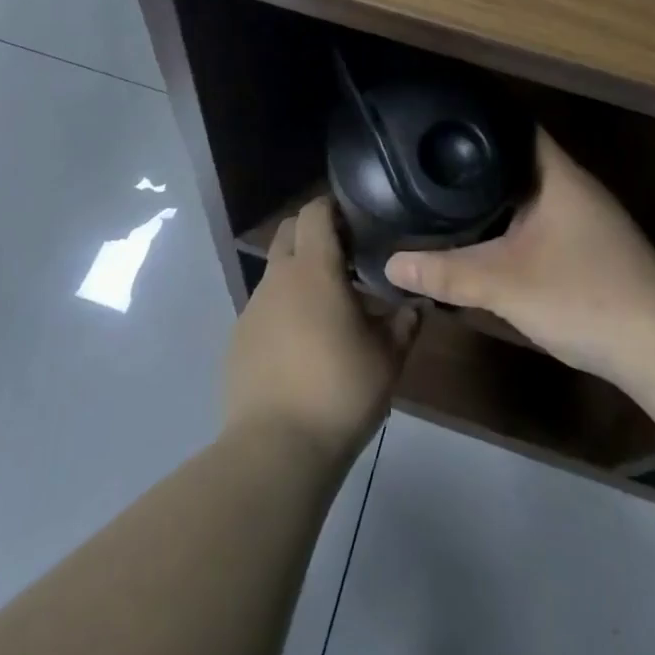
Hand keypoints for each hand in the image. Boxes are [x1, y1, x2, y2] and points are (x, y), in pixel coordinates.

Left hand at [225, 197, 419, 466]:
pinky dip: (284, 307)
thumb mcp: (387, 358)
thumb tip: (416, 304)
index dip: (333, 206)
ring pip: (276, 271)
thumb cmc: (339, 391)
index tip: (357, 217)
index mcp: (313, 270)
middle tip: (346, 255)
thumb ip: (404, 323)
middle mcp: (277, 279)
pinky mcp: (239, 338)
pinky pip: (265, 306)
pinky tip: (303, 342)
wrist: (276, 448)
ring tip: (329, 305)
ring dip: (300, 273)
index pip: (314, 212)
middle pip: (289, 231)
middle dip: (313, 231)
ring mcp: (253, 308)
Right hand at [386, 130, 654, 384]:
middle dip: (474, 158)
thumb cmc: (585, 295)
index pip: (514, 124)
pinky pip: (537, 219)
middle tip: (425, 158)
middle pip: (516, 158)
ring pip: (528, 192)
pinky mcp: (587, 248)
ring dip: (492, 193)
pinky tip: (482, 235)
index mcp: (557, 174)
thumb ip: (446, 272)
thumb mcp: (505, 284)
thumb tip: (388, 264)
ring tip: (441, 190)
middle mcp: (572, 186)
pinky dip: (508, 221)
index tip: (436, 118)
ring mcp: (583, 218)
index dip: (477, 116)